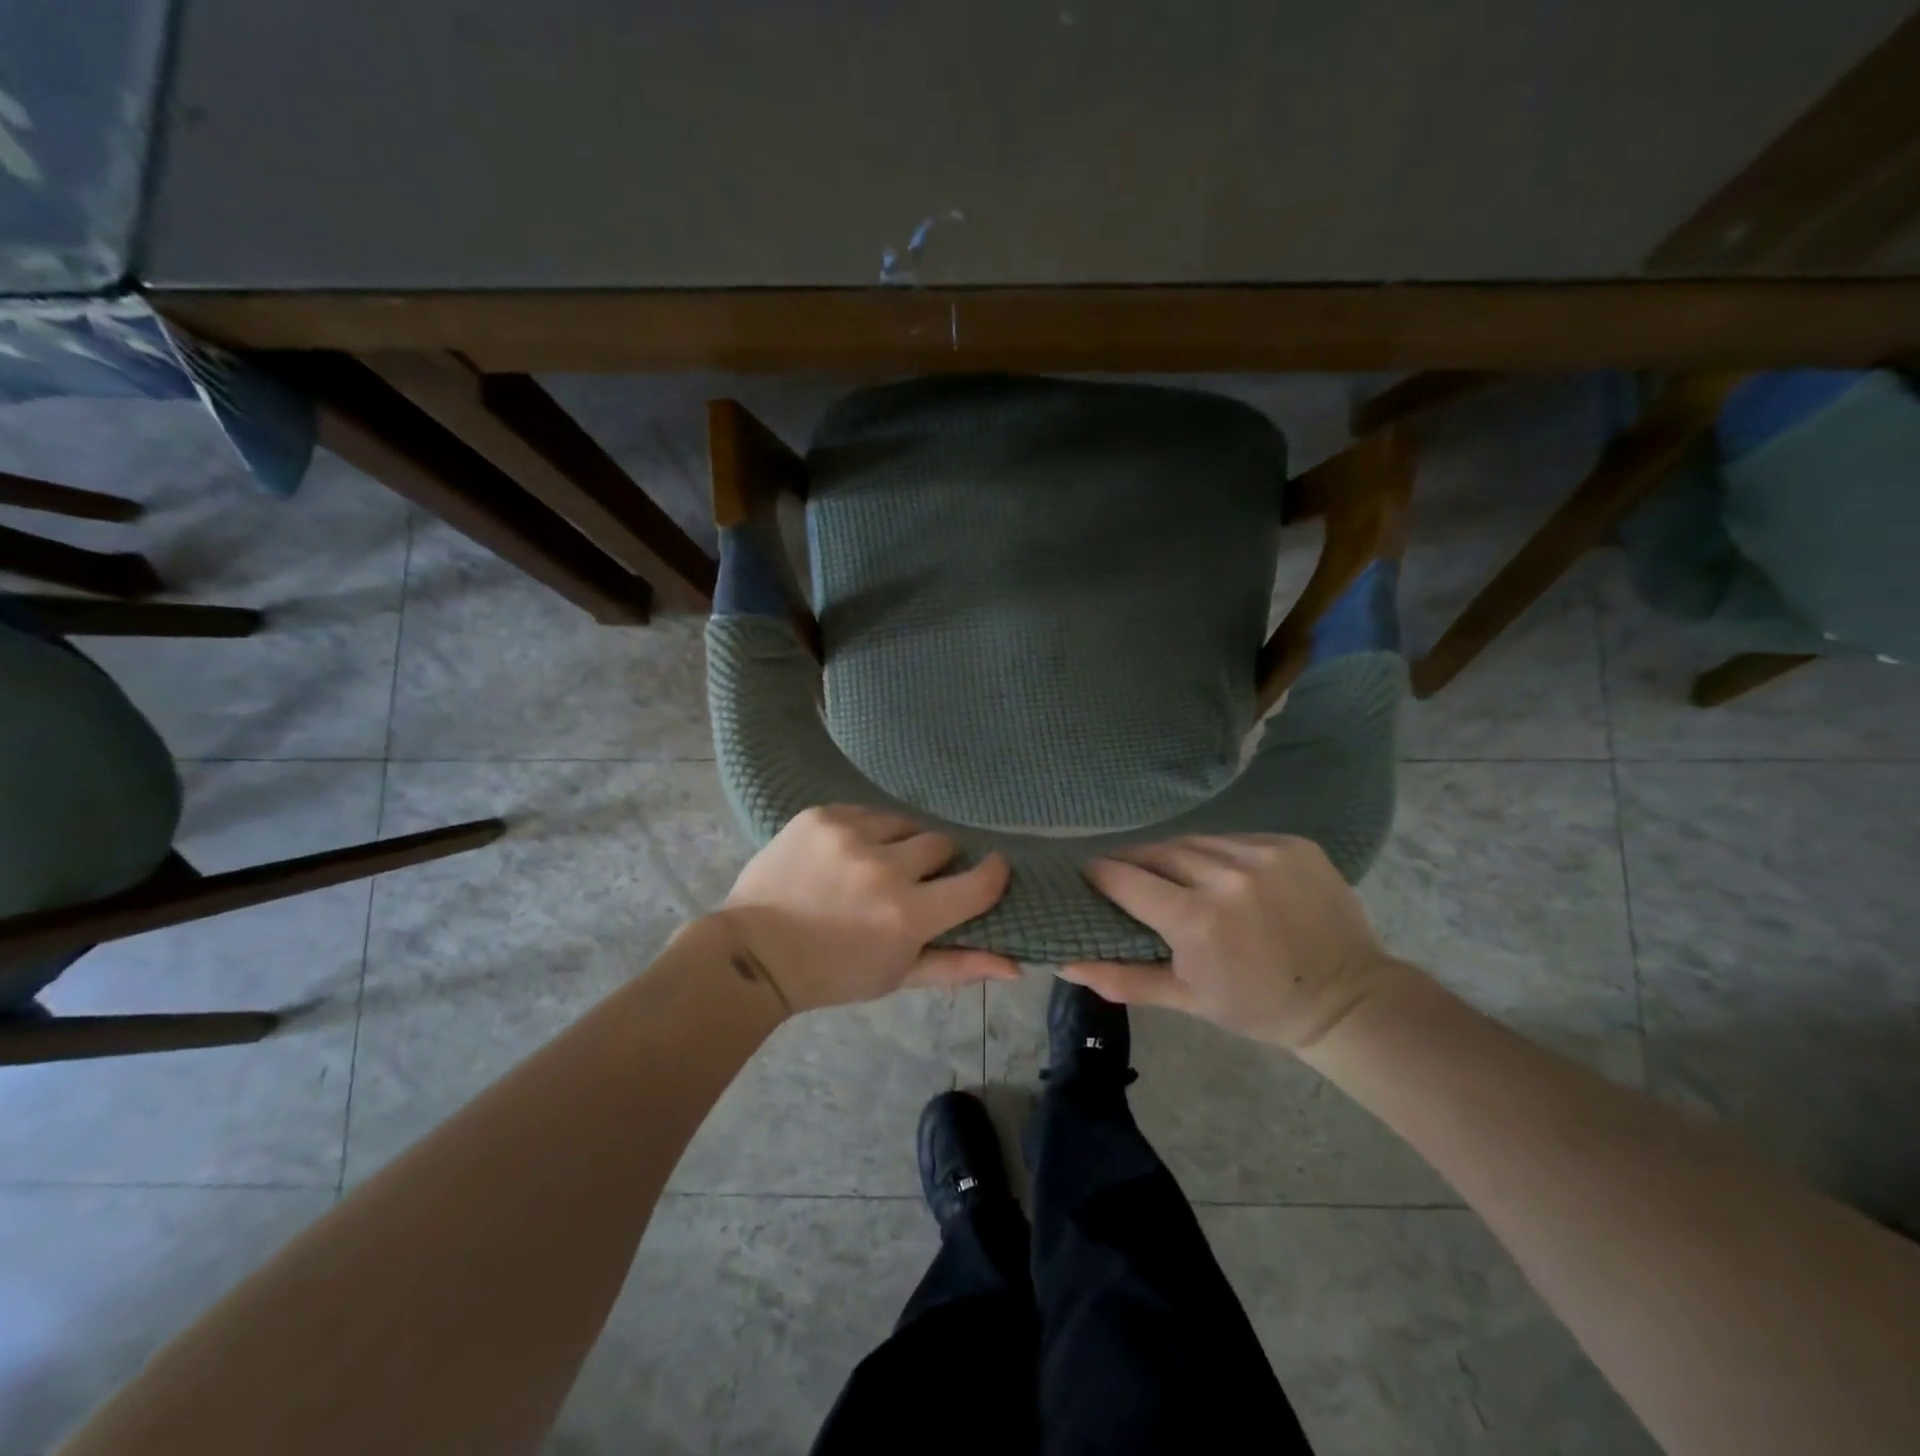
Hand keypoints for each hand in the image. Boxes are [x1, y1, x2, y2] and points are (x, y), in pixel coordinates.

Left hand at [717, 805, 1017, 1013]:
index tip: (991, 870)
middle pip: (941, 843)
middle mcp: (884, 868)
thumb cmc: (832, 974)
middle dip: (935, 862)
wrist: (754, 953)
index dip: (993, 874)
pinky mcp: (821, 815)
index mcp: (908, 915)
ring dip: (899, 843)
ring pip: (904, 822)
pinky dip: (865, 831)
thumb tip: (1017, 966)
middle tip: (913, 882)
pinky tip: (847, 853)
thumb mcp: (898, 975)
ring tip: (875, 865)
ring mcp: (849, 835)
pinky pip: (865, 811)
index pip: (979, 882)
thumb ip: (958, 965)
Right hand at [1060, 834, 1400, 1050]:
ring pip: (1196, 840)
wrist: (1347, 999)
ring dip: (1175, 854)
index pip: (1127, 879)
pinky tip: (1220, 871)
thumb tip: (1065, 965)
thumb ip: (1123, 978)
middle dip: (1134, 861)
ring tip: (1170, 870)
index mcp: (1196, 919)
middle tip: (1125, 873)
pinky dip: (1218, 851)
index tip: (1090, 876)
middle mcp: (1226, 877)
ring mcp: (1263, 855)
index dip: (1101, 874)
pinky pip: (1235, 838)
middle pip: (1158, 852)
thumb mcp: (1187, 999)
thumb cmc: (1258, 1006)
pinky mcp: (1292, 844)